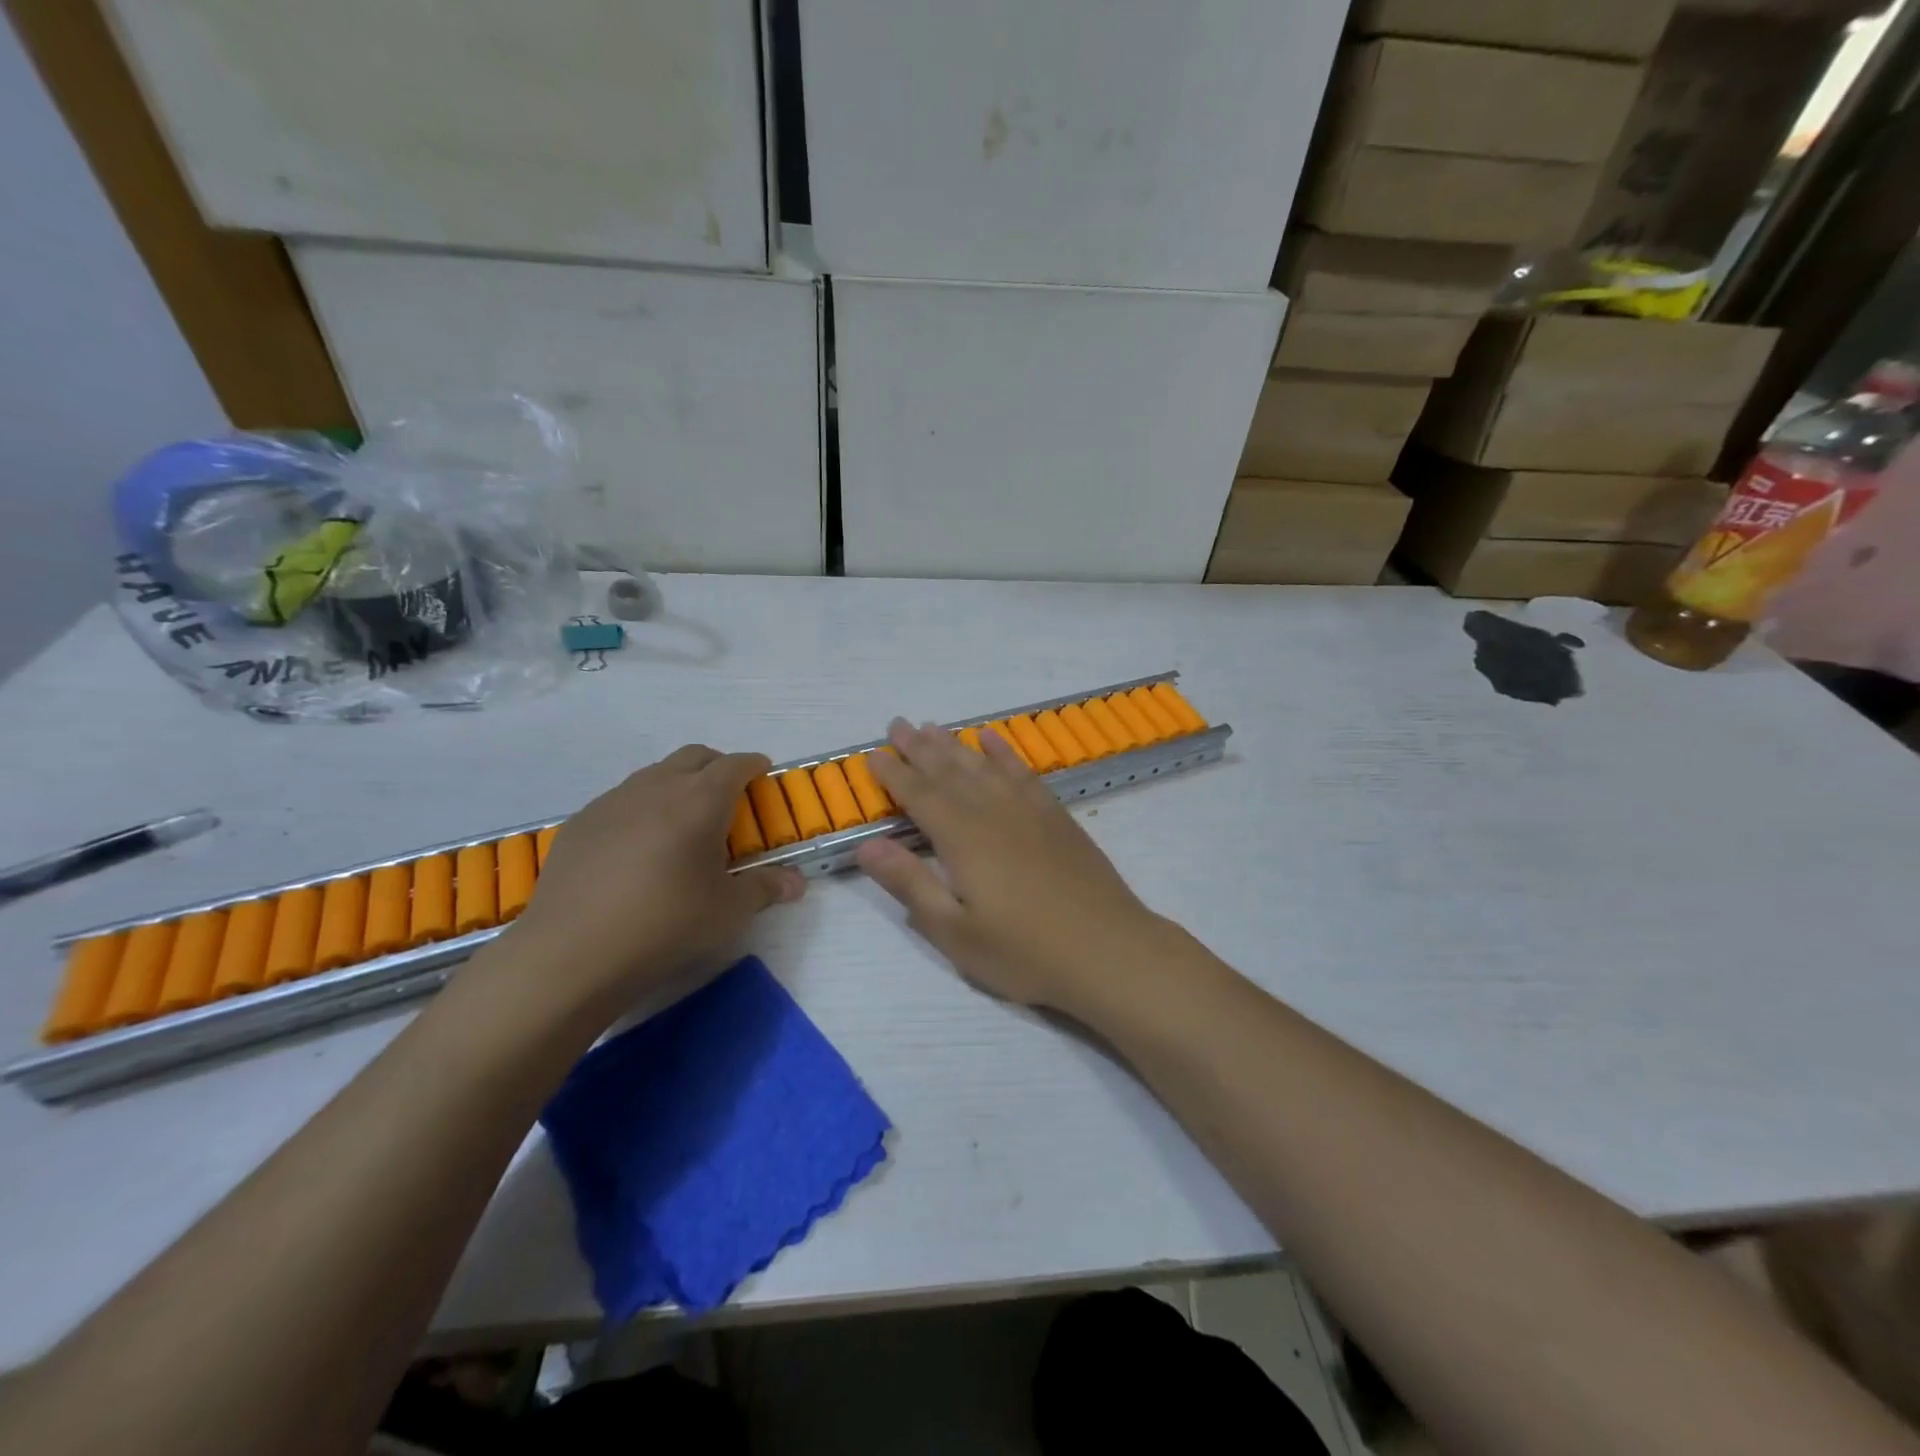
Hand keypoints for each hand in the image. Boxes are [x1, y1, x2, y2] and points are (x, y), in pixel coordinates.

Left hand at [508, 746, 804, 1014]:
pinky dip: (641, 809)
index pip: (735, 764)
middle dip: (717, 766)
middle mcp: (657, 787)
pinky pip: (621, 801)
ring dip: (676, 785)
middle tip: (728, 795)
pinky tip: (637, 849)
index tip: (762, 773)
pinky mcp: (580, 823)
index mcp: (701, 800)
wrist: (571, 952)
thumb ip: (766, 889)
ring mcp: (612, 801)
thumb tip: (796, 883)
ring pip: (654, 774)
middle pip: (694, 756)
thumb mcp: (728, 912)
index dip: (753, 765)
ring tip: (682, 823)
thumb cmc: (666, 924)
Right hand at [856, 719, 1176, 1015]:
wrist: (1108, 950)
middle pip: (949, 771)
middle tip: (897, 724)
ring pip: (982, 765)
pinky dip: (1003, 752)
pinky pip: (1022, 771)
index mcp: (962, 838)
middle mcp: (992, 811)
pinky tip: (992, 740)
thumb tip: (866, 845)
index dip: (894, 774)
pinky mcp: (1056, 815)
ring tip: (932, 726)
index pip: (919, 796)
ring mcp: (1028, 809)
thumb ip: (910, 884)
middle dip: (919, 747)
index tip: (873, 754)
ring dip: (954, 744)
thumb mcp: (955, 933)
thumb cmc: (1025, 951)